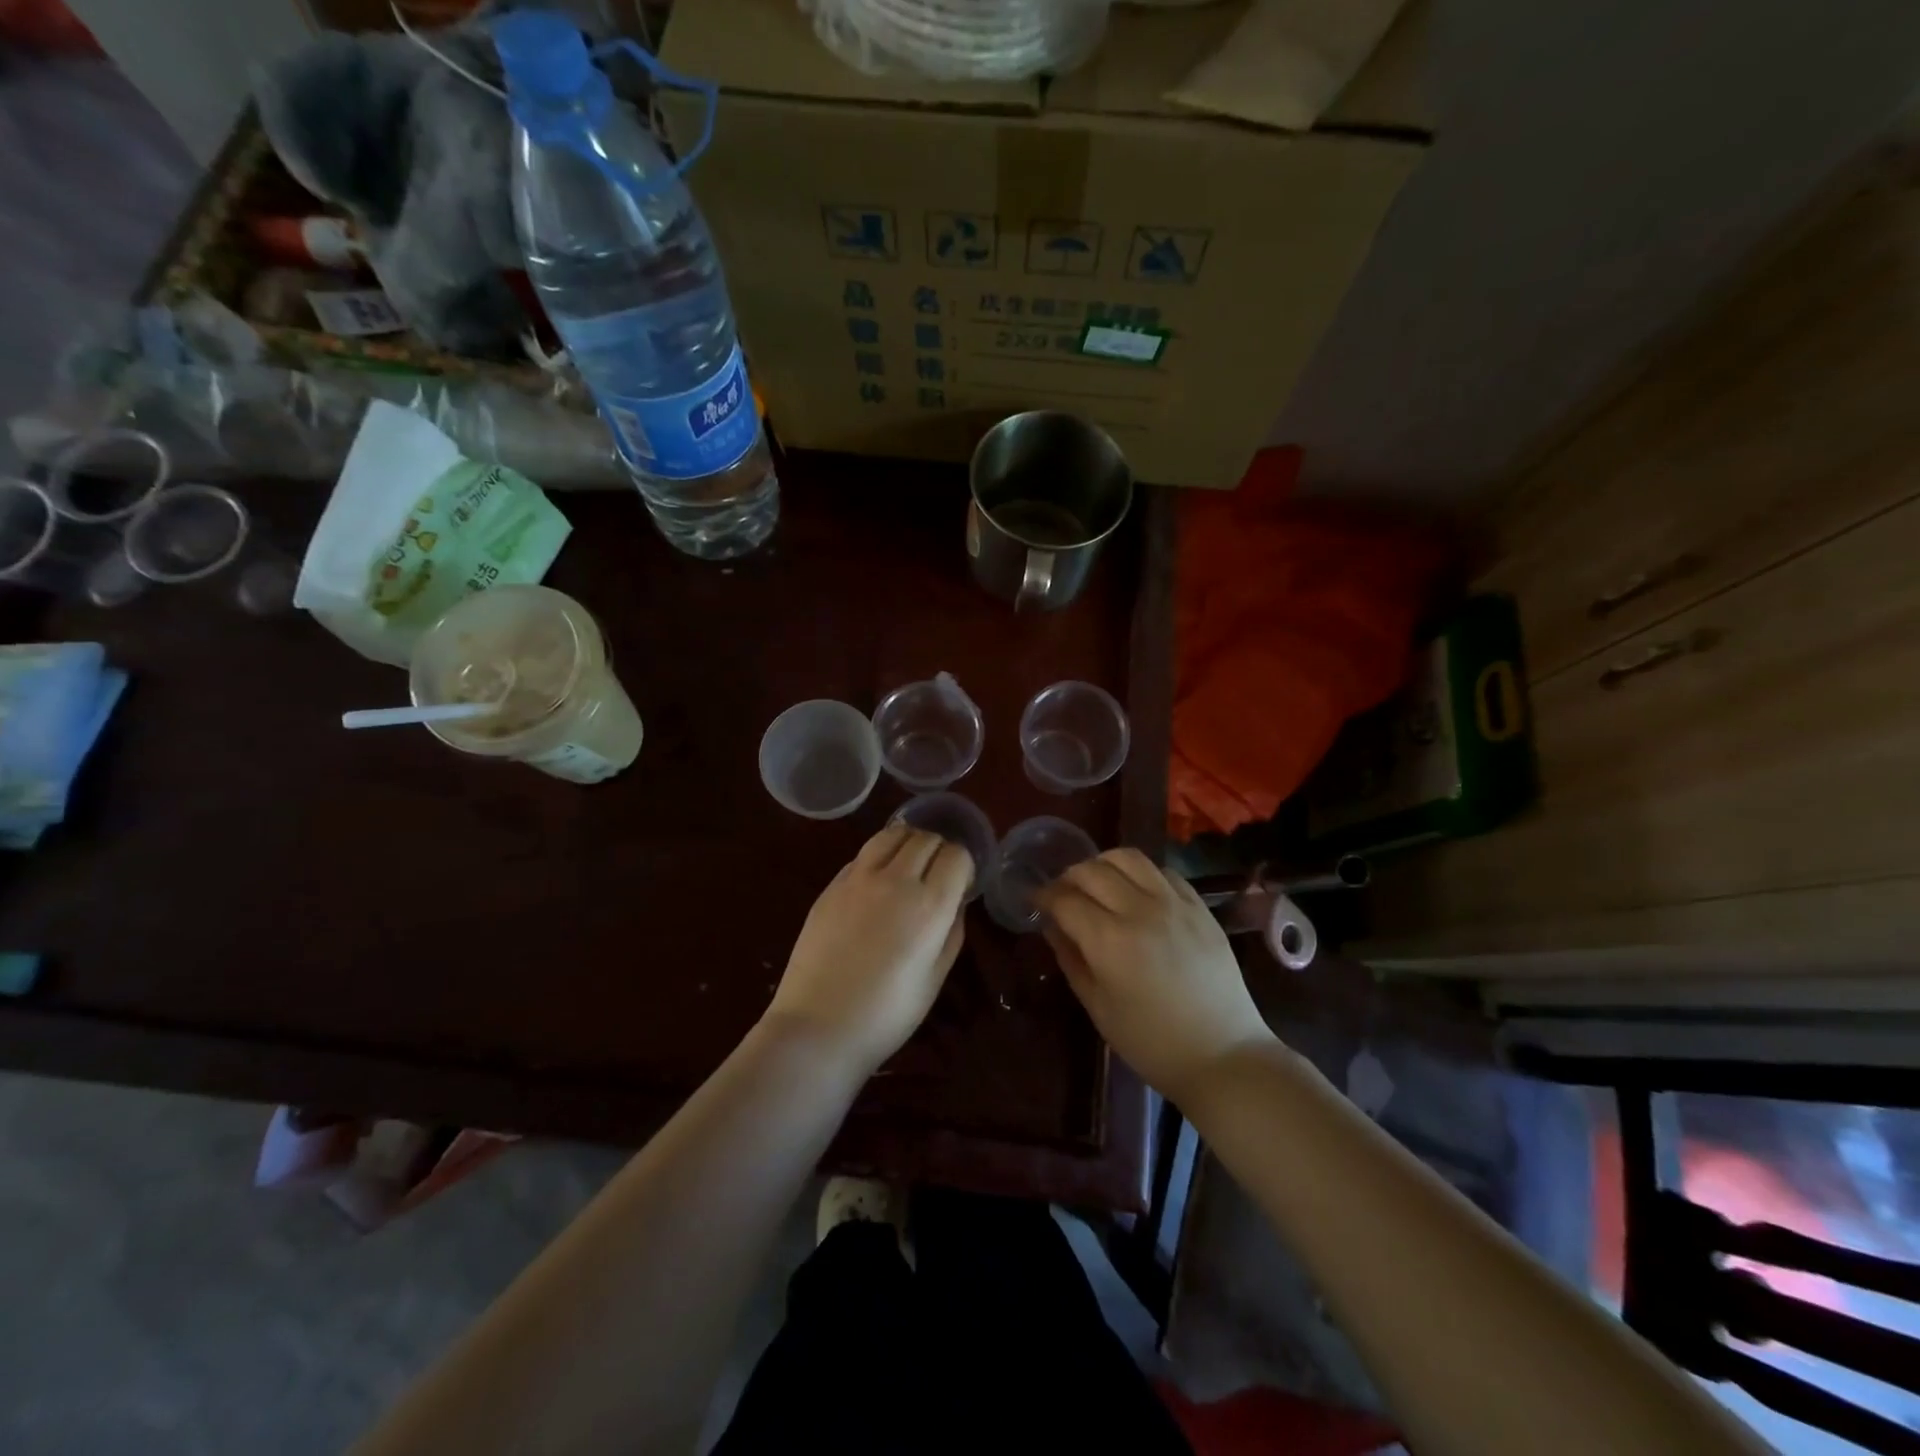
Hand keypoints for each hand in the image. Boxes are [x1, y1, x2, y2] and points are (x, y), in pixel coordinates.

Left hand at [765, 823, 971, 1074]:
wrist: (818, 1027)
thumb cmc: (887, 1014)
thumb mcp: (935, 978)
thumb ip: (951, 932)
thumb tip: (955, 902)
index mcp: (929, 905)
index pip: (957, 855)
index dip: (964, 865)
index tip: (961, 882)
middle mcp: (896, 880)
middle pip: (926, 838)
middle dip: (939, 849)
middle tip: (938, 873)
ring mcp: (858, 878)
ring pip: (892, 834)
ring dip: (908, 842)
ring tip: (909, 865)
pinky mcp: (831, 885)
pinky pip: (864, 854)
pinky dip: (879, 857)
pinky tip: (877, 881)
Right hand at [1035, 849, 1274, 1104]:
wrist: (1223, 1055)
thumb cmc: (1151, 1042)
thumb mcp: (1098, 1007)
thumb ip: (1071, 959)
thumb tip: (1052, 926)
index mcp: (1109, 940)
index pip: (1064, 899)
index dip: (1043, 896)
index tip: (1034, 901)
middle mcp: (1140, 910)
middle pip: (1092, 870)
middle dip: (1068, 877)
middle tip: (1062, 894)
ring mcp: (1174, 903)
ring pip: (1128, 858)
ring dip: (1103, 865)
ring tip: (1098, 884)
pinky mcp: (1200, 906)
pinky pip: (1163, 871)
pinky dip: (1141, 874)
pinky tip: (1137, 892)